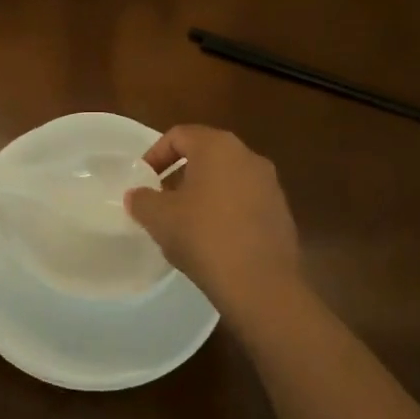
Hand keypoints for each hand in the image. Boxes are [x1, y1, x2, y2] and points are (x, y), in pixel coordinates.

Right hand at [124, 125, 305, 318]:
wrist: (260, 283)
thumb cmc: (203, 237)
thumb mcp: (159, 218)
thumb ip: (142, 200)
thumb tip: (137, 195)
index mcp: (217, 147)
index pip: (179, 135)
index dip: (155, 154)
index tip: (143, 179)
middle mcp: (248, 156)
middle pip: (206, 154)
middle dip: (180, 173)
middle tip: (161, 198)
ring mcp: (270, 184)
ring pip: (227, 178)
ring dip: (204, 192)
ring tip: (185, 221)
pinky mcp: (281, 212)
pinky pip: (245, 201)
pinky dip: (226, 210)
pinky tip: (213, 239)